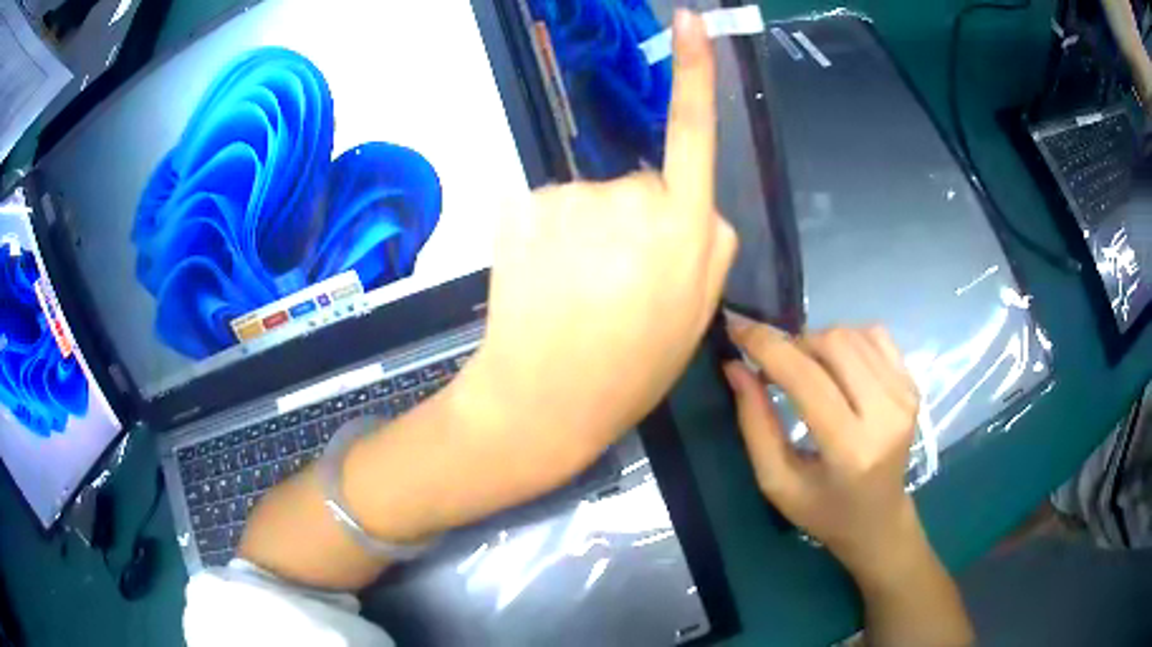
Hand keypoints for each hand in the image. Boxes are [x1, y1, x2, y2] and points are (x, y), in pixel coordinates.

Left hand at [455, 10, 736, 490]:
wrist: (543, 400)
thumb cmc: (629, 368)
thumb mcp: (697, 316)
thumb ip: (710, 247)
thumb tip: (695, 201)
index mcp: (685, 229)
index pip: (693, 132)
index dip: (695, 74)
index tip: (689, 22)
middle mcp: (631, 199)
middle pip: (641, 184)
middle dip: (634, 223)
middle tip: (618, 285)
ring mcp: (571, 199)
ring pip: (591, 198)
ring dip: (589, 233)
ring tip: (580, 291)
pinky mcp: (520, 205)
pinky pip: (547, 206)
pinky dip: (548, 234)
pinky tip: (546, 279)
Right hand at [722, 321, 920, 577]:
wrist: (879, 519)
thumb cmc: (823, 511)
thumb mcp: (777, 481)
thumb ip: (755, 423)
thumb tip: (734, 365)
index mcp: (850, 449)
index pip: (806, 378)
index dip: (767, 346)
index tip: (737, 329)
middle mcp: (886, 414)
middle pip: (833, 343)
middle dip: (793, 344)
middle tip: (775, 368)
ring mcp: (905, 396)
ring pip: (852, 334)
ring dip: (817, 342)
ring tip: (805, 370)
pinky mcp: (913, 385)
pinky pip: (875, 336)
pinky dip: (846, 341)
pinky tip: (836, 367)